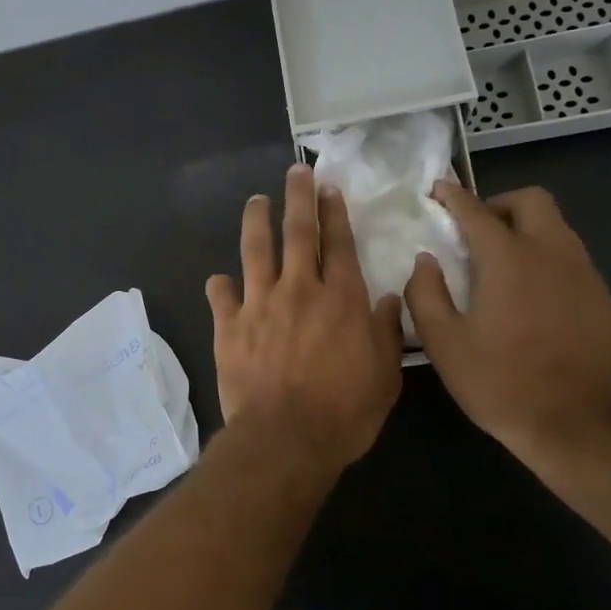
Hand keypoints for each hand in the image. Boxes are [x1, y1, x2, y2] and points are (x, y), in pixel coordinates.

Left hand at [205, 164, 404, 472]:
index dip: (333, 212)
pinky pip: (221, 295)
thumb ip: (387, 332)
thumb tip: (391, 299)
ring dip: (256, 221)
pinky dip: (220, 285)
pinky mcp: (228, 325)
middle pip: (297, 232)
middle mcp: (298, 289)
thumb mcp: (385, 375)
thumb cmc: (344, 412)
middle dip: (297, 197)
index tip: (328, 187)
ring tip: (255, 201)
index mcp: (340, 298)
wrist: (285, 438)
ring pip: (255, 250)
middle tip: (294, 171)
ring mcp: (259, 304)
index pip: (337, 243)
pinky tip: (219, 279)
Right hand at [405, 183, 610, 458]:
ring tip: (501, 263)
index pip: (477, 211)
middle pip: (531, 201)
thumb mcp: (442, 342)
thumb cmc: (499, 382)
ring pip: (557, 227)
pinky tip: (531, 296)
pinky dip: (546, 259)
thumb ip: (425, 293)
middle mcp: (552, 254)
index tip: (438, 190)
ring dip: (525, 230)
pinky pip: (571, 259)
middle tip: (476, 231)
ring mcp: (584, 275)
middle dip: (499, 204)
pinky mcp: (603, 298)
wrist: (575, 425)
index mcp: (508, 261)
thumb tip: (426, 261)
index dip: (454, 196)